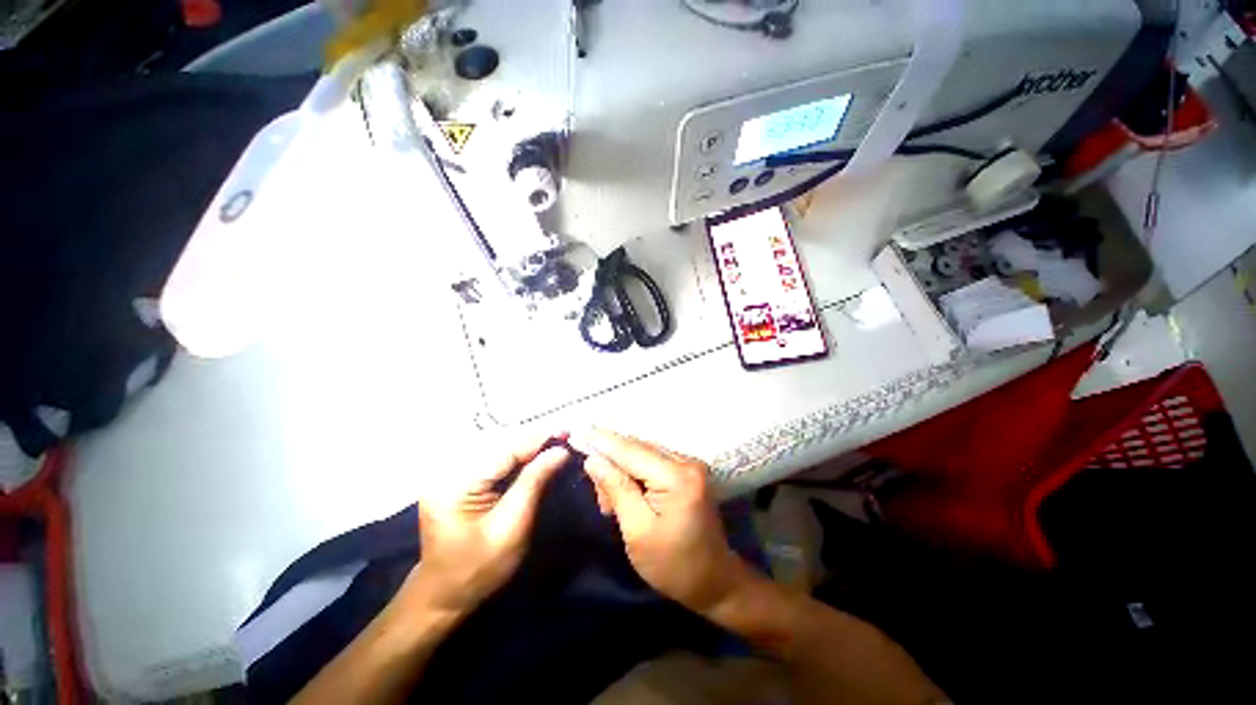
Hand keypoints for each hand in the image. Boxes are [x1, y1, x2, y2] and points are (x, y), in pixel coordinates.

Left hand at [408, 435, 569, 614]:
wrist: (443, 595)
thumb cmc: (479, 569)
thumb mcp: (512, 528)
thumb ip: (534, 483)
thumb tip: (560, 451)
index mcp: (455, 485)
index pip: (504, 451)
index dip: (537, 439)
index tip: (566, 431)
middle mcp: (446, 471)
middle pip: (498, 443)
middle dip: (533, 440)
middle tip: (563, 436)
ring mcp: (447, 473)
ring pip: (494, 446)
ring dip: (525, 444)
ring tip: (552, 442)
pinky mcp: (454, 477)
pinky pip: (489, 457)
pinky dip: (513, 454)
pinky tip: (531, 454)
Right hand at [570, 428, 749, 613]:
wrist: (714, 581)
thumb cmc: (673, 565)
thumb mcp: (637, 531)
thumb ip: (616, 489)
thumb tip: (593, 459)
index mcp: (676, 476)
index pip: (631, 450)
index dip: (602, 441)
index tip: (576, 432)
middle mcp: (686, 461)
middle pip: (637, 448)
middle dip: (611, 463)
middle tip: (602, 500)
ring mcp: (689, 464)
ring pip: (643, 453)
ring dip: (622, 471)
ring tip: (613, 504)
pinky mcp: (688, 471)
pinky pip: (653, 461)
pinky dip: (635, 473)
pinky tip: (628, 495)